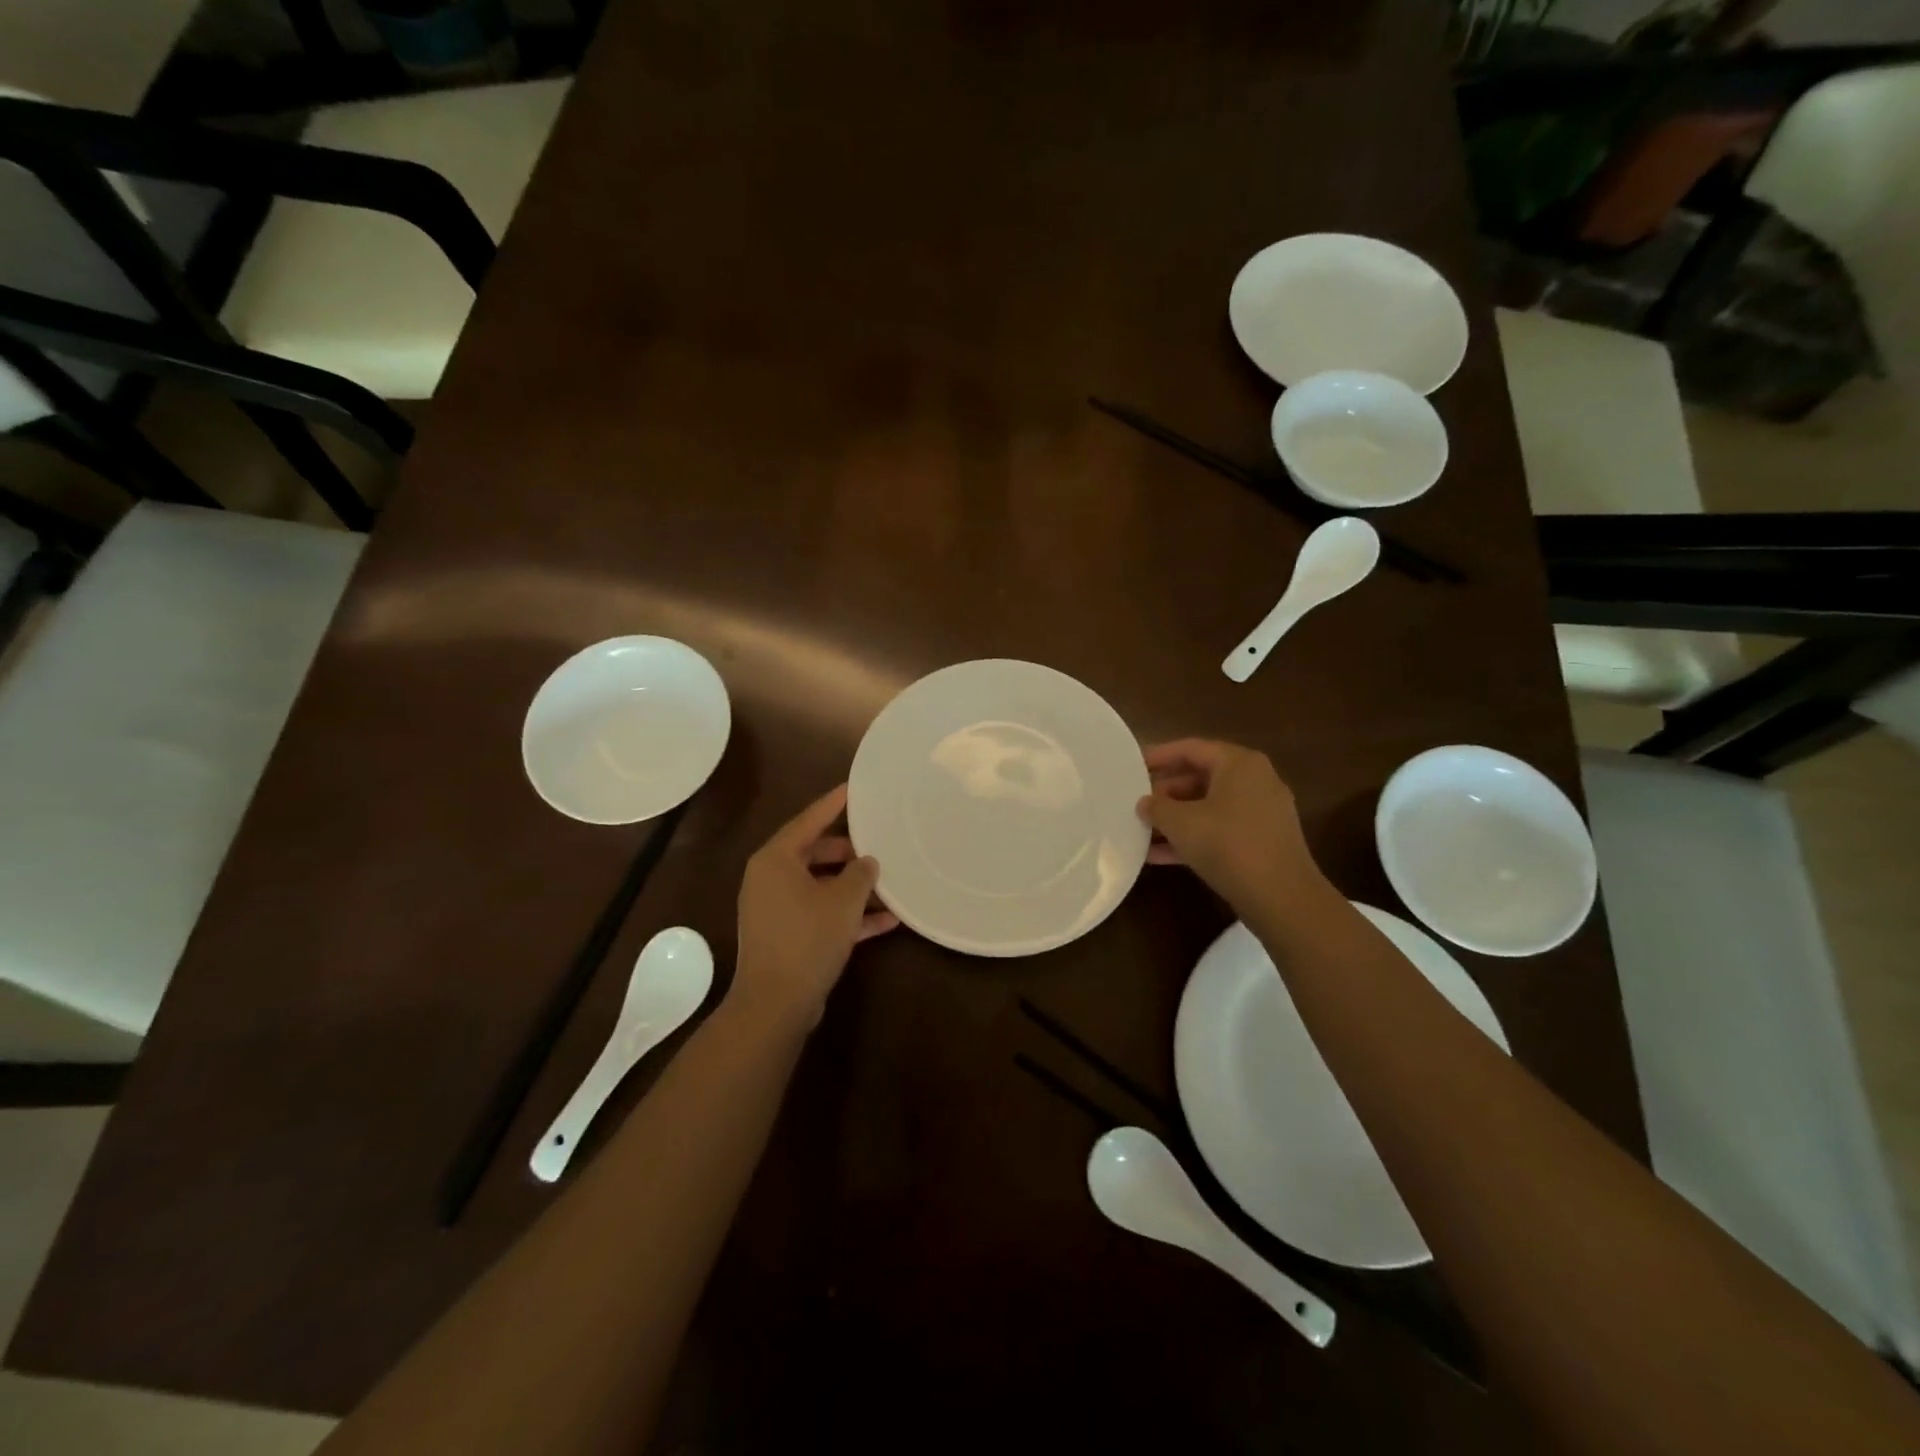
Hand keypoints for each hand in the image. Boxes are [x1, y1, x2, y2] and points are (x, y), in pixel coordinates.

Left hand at [734, 784, 897, 1027]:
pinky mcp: (786, 936)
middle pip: (815, 853)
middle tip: (880, 844)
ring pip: (821, 886)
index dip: (834, 804)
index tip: (854, 788)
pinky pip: (820, 914)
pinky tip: (887, 921)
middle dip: (850, 853)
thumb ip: (860, 874)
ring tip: (890, 883)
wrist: (776, 1004)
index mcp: (775, 860)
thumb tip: (867, 861)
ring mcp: (776, 909)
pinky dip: (847, 915)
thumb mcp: (843, 901)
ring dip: (854, 888)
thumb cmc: (807, 939)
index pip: (808, 820)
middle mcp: (770, 879)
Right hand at [1138, 739, 1326, 919]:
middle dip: (1165, 792)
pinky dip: (1193, 837)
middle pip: (1200, 777)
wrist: (1282, 898)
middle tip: (1136, 803)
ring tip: (1141, 830)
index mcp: (1239, 764)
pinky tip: (1159, 856)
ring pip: (1208, 807)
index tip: (1132, 766)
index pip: (1191, 749)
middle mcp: (1254, 781)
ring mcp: (1261, 812)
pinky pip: (1220, 829)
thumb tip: (1145, 803)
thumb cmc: (1228, 845)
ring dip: (1175, 819)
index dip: (1158, 756)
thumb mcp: (1181, 823)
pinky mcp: (1261, 841)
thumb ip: (1157, 808)